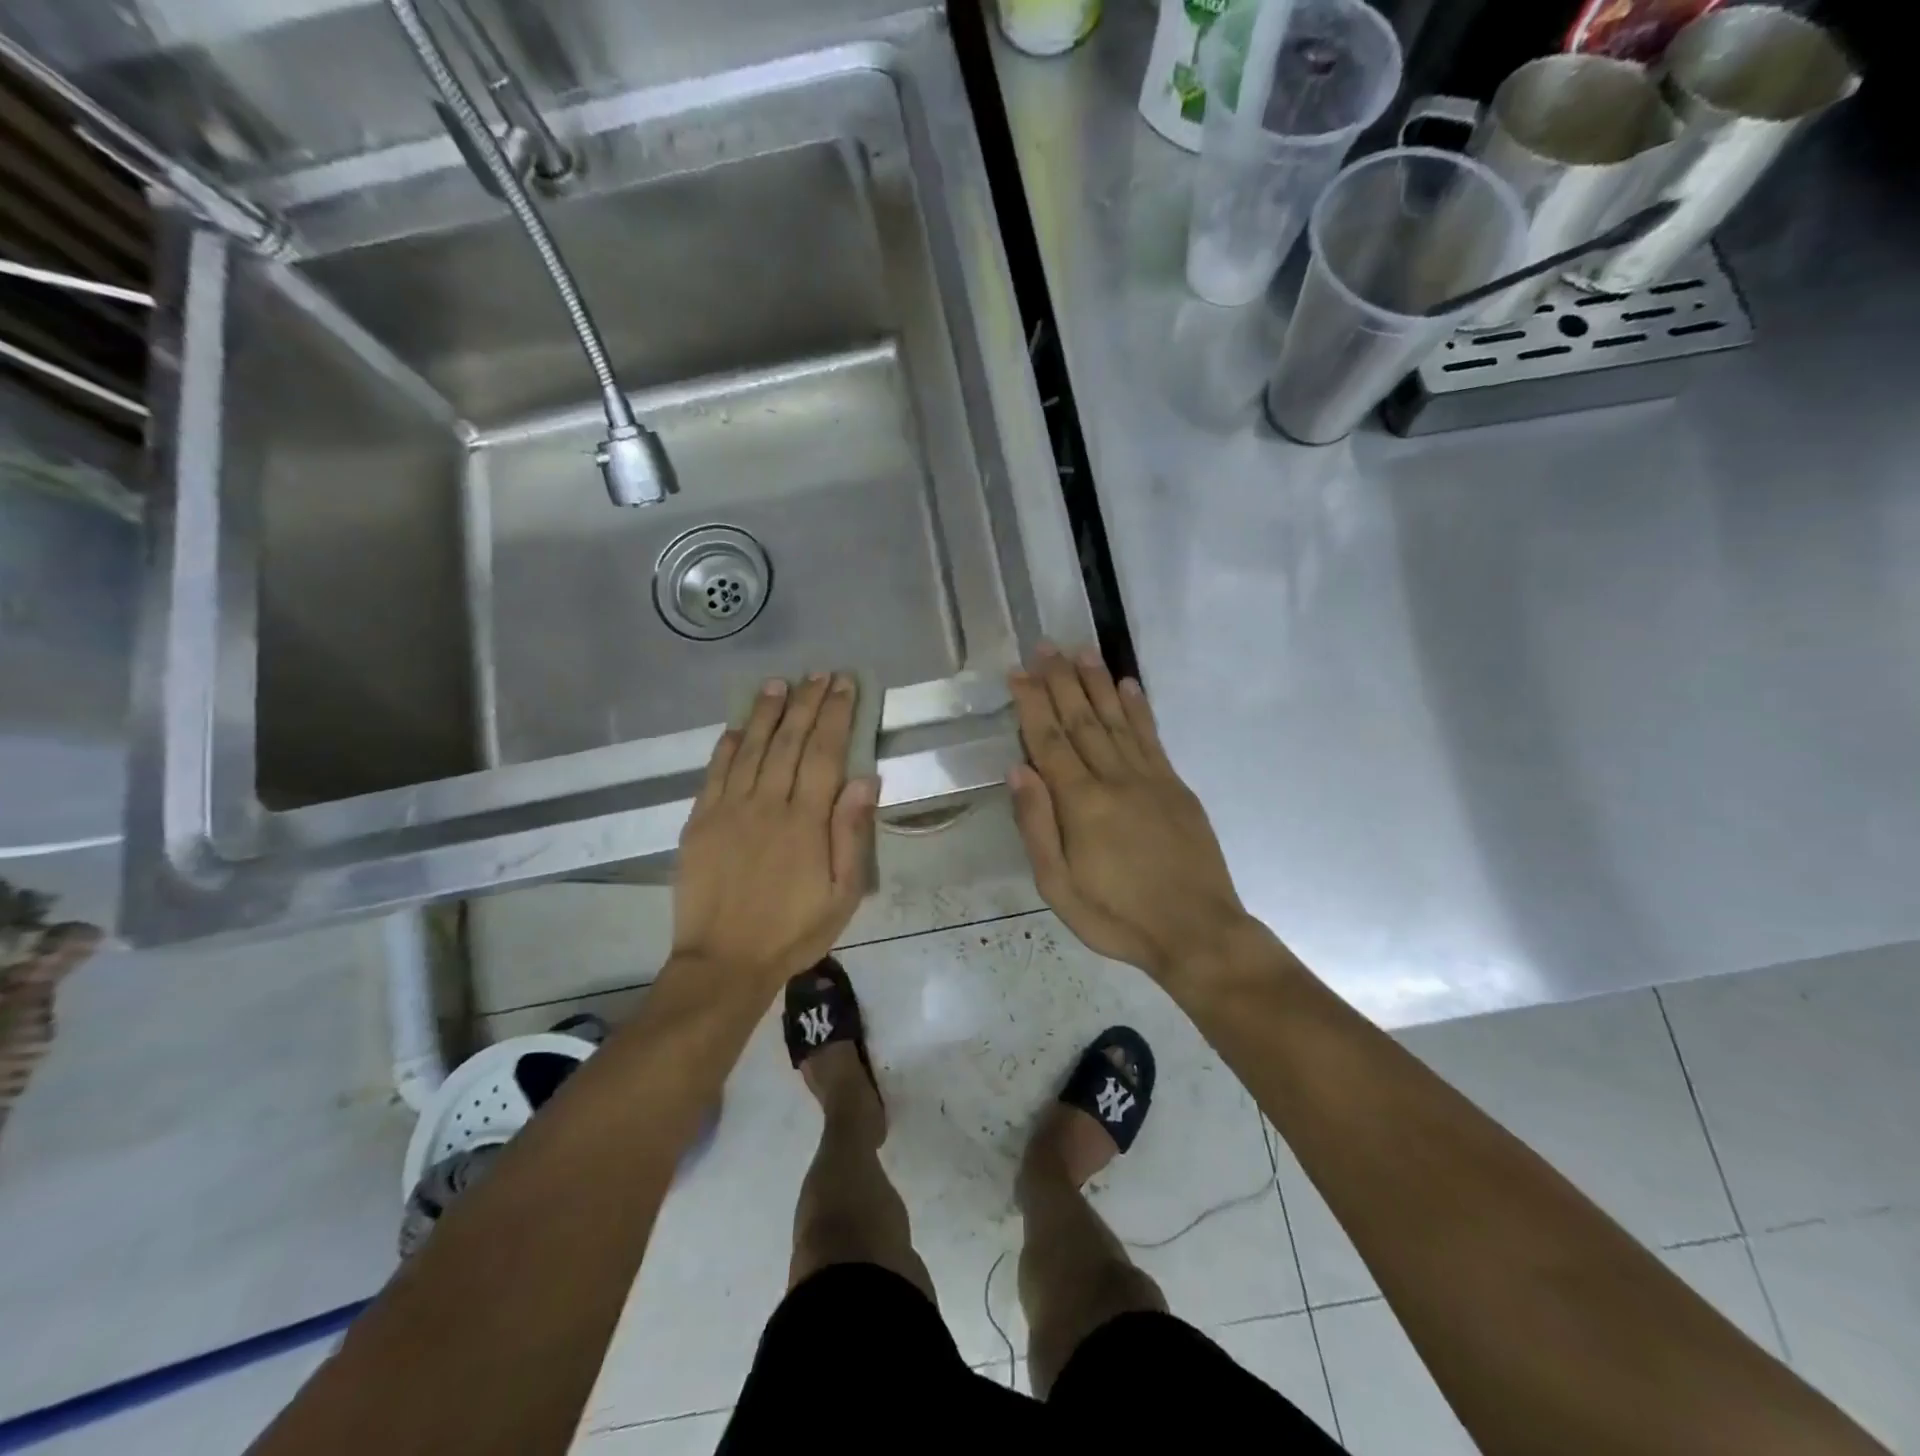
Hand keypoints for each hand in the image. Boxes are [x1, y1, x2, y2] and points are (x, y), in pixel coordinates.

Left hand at [672, 674, 877, 991]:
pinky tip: (737, 726)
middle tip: (819, 674)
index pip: (825, 752)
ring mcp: (729, 809)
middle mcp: (767, 803)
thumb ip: (852, 834)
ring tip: (779, 684)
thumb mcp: (843, 893)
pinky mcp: (700, 821)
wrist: (724, 962)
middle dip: (807, 703)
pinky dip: (727, 745)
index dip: (836, 714)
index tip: (845, 685)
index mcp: (806, 820)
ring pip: (751, 747)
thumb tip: (865, 779)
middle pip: (790, 740)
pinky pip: (714, 772)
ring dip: (767, 713)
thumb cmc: (793, 931)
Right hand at [1007, 645, 1248, 982]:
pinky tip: (1128, 685)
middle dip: (1060, 680)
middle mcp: (1114, 778)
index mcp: (1081, 803)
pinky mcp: (1176, 786)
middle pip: (1081, 720)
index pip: (1049, 740)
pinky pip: (1152, 737)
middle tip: (1045, 645)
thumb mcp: (1058, 887)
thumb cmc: (1117, 917)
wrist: (1197, 932)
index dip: (1032, 703)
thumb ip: (1037, 825)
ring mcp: (1150, 778)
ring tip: (1081, 651)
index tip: (1019, 671)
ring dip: (1097, 683)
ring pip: (1117, 719)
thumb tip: (1018, 769)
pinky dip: (1138, 708)